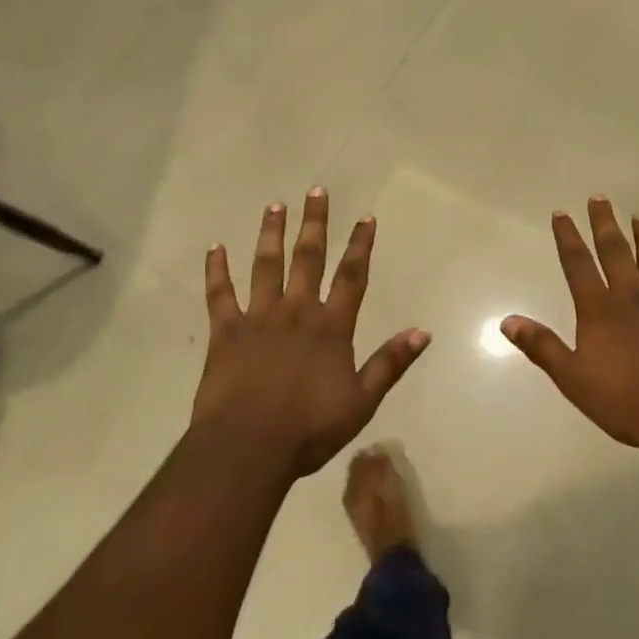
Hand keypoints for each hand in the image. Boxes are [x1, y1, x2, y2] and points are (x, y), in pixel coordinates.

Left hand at [193, 189, 430, 477]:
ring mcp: (258, 318)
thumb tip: (423, 331)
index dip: (360, 245)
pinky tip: (215, 247)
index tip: (366, 216)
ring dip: (271, 234)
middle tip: (316, 191)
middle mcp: (296, 311)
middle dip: (314, 223)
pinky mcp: (226, 331)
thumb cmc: (308, 429)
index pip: (352, 276)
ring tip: (274, 206)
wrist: (248, 448)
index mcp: (330, 327)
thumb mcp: (361, 401)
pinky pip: (220, 294)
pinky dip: (217, 270)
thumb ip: (390, 363)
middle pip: (308, 258)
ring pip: (266, 265)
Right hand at [504, 197, 638, 446]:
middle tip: (600, 198)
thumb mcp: (572, 378)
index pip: (578, 264)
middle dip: (605, 224)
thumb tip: (507, 321)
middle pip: (616, 252)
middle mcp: (632, 297)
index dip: (567, 237)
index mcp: (599, 309)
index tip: (562, 213)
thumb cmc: (624, 399)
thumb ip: (541, 346)